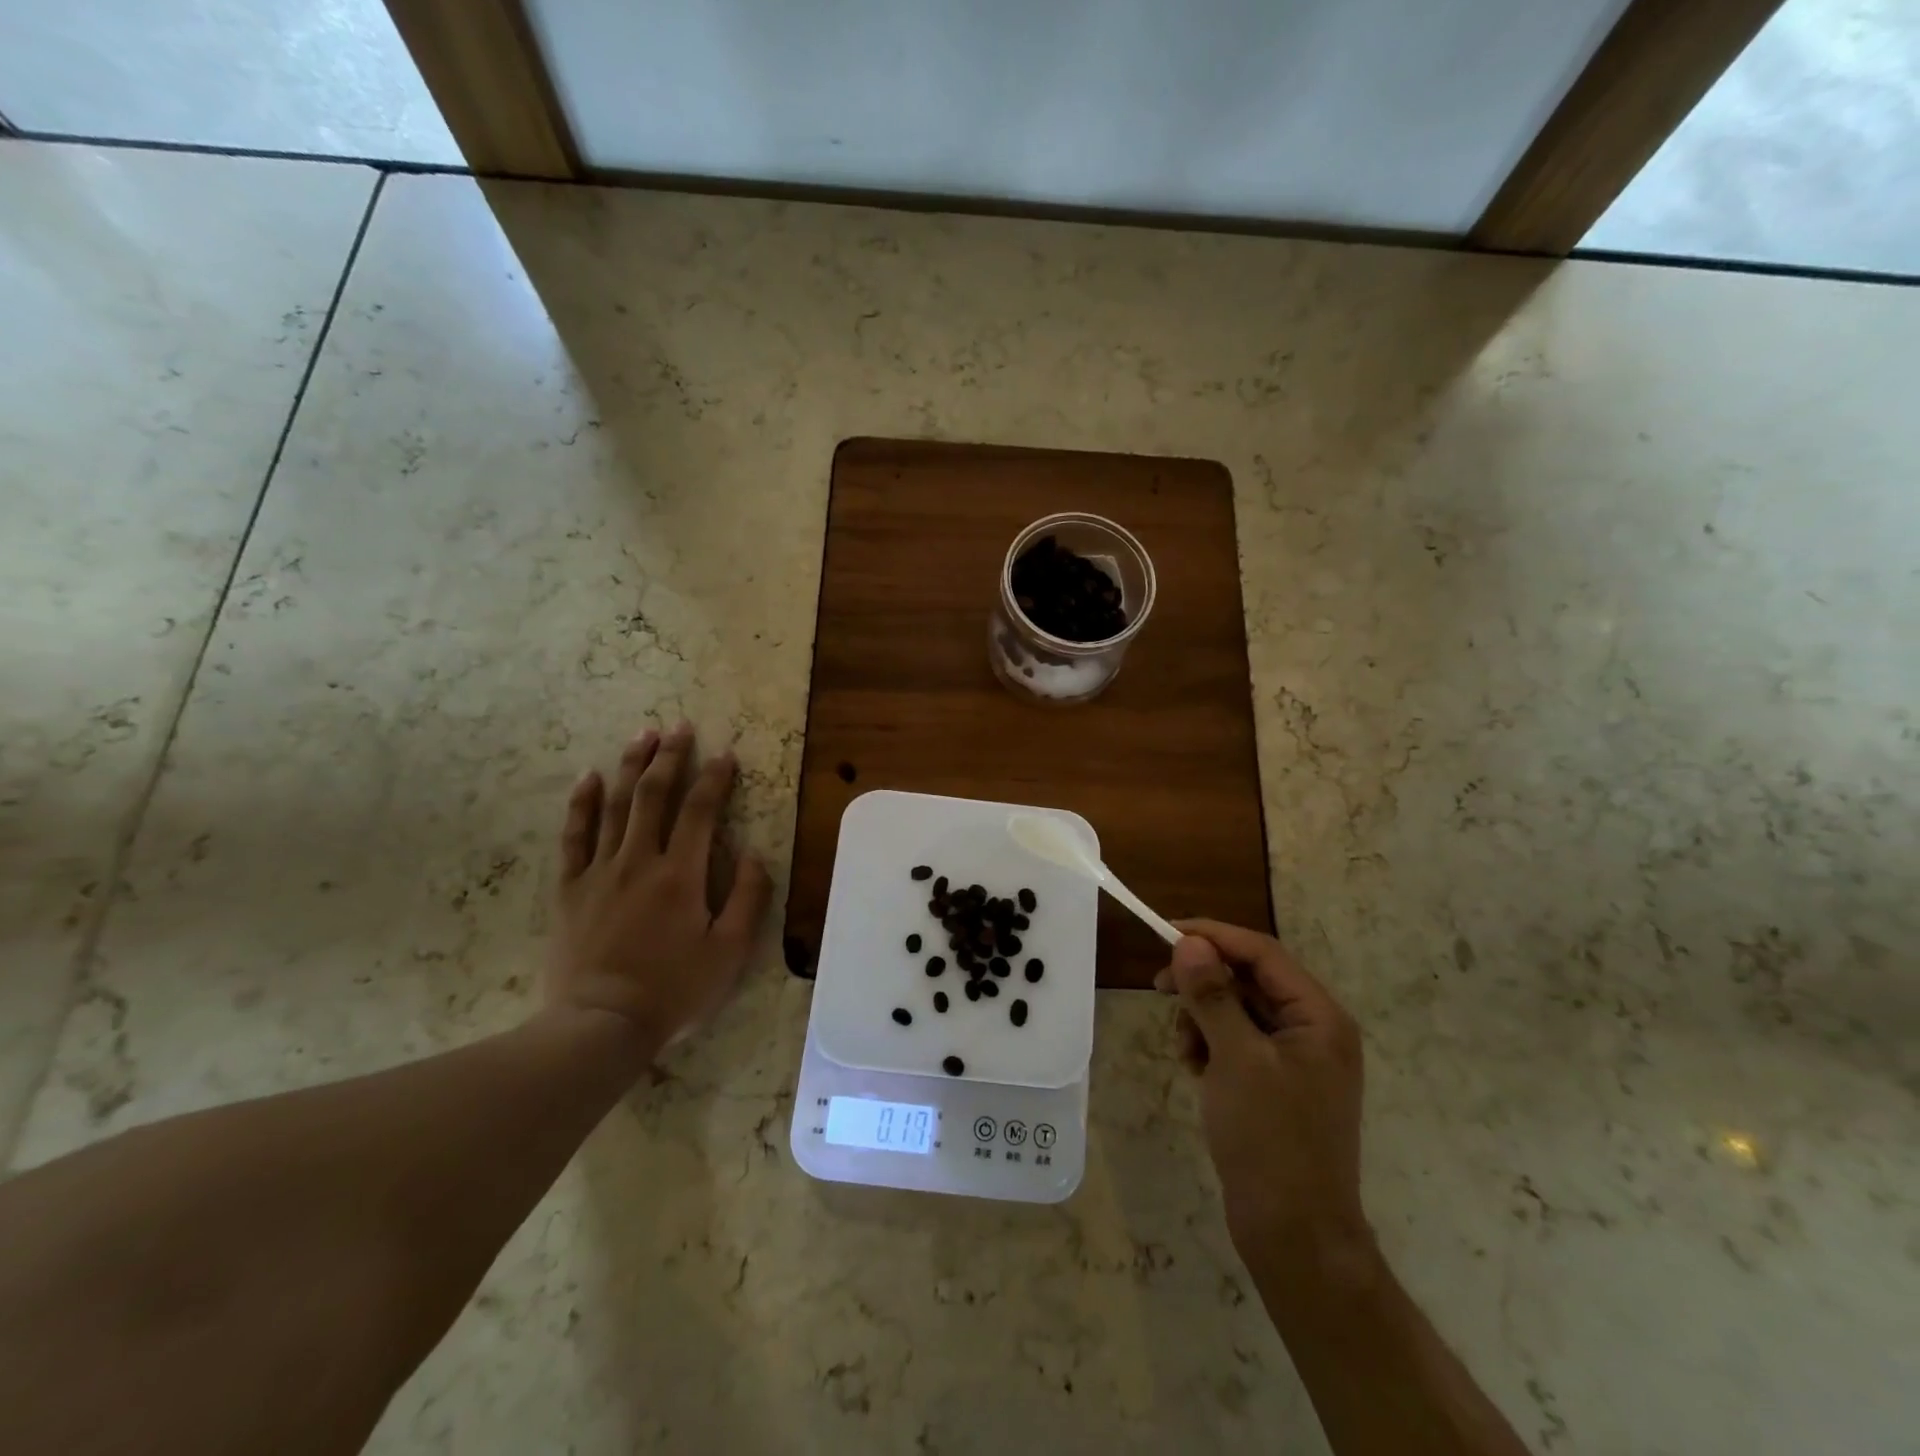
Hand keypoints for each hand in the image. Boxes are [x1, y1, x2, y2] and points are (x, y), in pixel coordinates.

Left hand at [547, 722, 771, 1056]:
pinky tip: (588, 777)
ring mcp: (600, 872)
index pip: (701, 811)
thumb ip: (748, 899)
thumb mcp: (729, 952)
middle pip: (654, 795)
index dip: (716, 778)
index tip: (726, 753)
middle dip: (670, 757)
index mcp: (682, 875)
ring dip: (630, 767)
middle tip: (679, 726)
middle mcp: (640, 861)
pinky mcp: (570, 888)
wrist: (600, 1025)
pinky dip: (582, 803)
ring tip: (641, 735)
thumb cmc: (673, 990)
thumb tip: (756, 854)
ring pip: (615, 806)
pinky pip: (574, 836)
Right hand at [1159, 920, 1369, 1275]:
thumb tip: (1189, 943)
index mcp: (1319, 1016)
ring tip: (1185, 1049)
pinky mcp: (1277, 1082)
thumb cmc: (1270, 1141)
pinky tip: (1195, 1069)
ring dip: (1204, 1017)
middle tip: (1159, 987)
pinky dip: (1211, 1045)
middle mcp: (1313, 1029)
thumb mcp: (1236, 1060)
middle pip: (1249, 978)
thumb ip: (1213, 995)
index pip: (1262, 952)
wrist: (1295, 1236)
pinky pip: (1237, 1041)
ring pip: (1238, 1009)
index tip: (1165, 933)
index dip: (1213, 936)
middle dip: (1203, 981)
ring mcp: (1296, 1058)